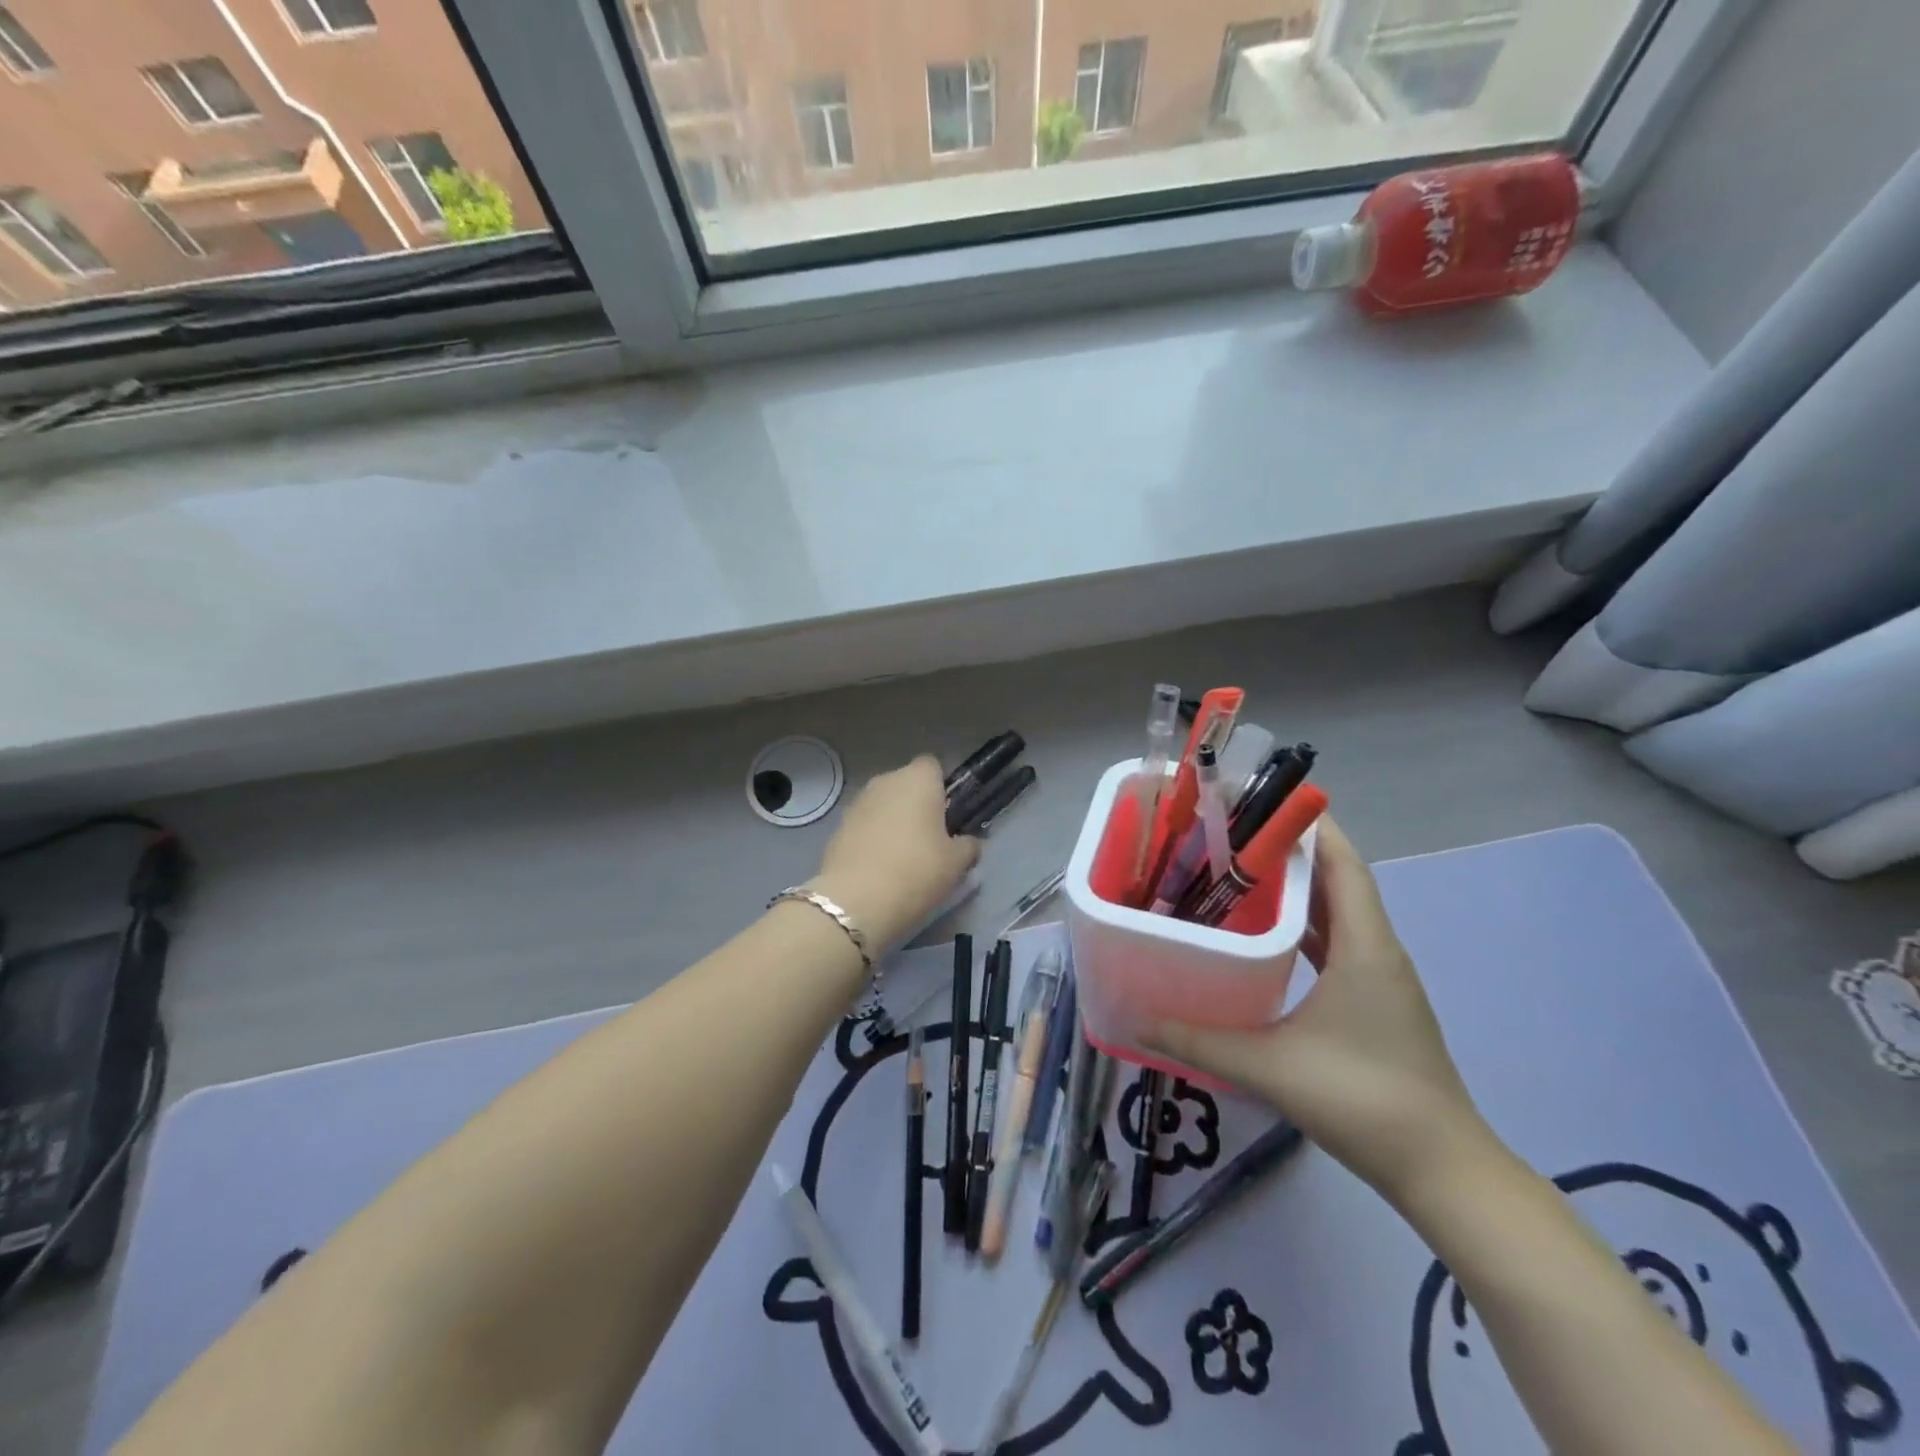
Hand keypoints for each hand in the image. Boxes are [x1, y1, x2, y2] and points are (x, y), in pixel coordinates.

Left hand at [811, 755, 979, 952]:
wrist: (855, 900)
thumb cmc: (916, 871)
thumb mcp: (956, 863)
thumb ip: (968, 846)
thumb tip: (969, 842)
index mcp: (918, 779)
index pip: (933, 766)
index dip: (942, 786)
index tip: (949, 815)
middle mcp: (885, 781)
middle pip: (906, 784)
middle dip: (917, 805)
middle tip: (930, 839)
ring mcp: (857, 802)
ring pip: (883, 804)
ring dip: (893, 821)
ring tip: (903, 857)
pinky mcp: (838, 826)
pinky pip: (865, 825)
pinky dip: (873, 838)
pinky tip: (879, 867)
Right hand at [1143, 817, 1492, 1207]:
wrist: (1442, 1172)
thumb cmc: (1362, 1100)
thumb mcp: (1268, 1067)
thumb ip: (1198, 1041)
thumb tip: (1136, 1020)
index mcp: (1364, 947)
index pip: (1343, 863)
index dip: (1310, 826)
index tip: (1259, 801)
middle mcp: (1377, 951)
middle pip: (1338, 880)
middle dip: (1290, 851)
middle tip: (1229, 836)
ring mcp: (1380, 979)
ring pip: (1337, 914)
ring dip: (1297, 890)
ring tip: (1238, 874)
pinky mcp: (1375, 1003)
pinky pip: (1337, 945)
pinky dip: (1304, 928)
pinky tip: (1264, 936)